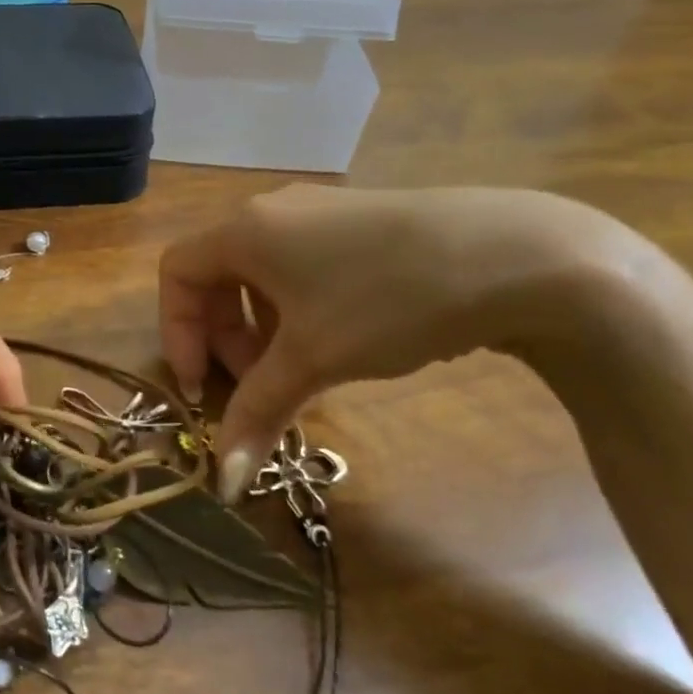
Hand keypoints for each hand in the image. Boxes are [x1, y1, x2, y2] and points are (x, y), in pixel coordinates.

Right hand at [158, 185, 632, 498]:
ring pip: (262, 273)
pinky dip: (297, 308)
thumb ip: (257, 412)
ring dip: (261, 327)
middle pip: (217, 273)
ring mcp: (319, 212)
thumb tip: (222, 482)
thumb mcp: (315, 358)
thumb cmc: (387, 300)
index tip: (204, 387)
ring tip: (300, 370)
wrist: (516, 257)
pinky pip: (301, 266)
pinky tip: (340, 340)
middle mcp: (272, 211)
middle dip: (223, 336)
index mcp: (244, 229)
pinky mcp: (358, 222)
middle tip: (257, 386)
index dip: (177, 332)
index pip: (177, 272)